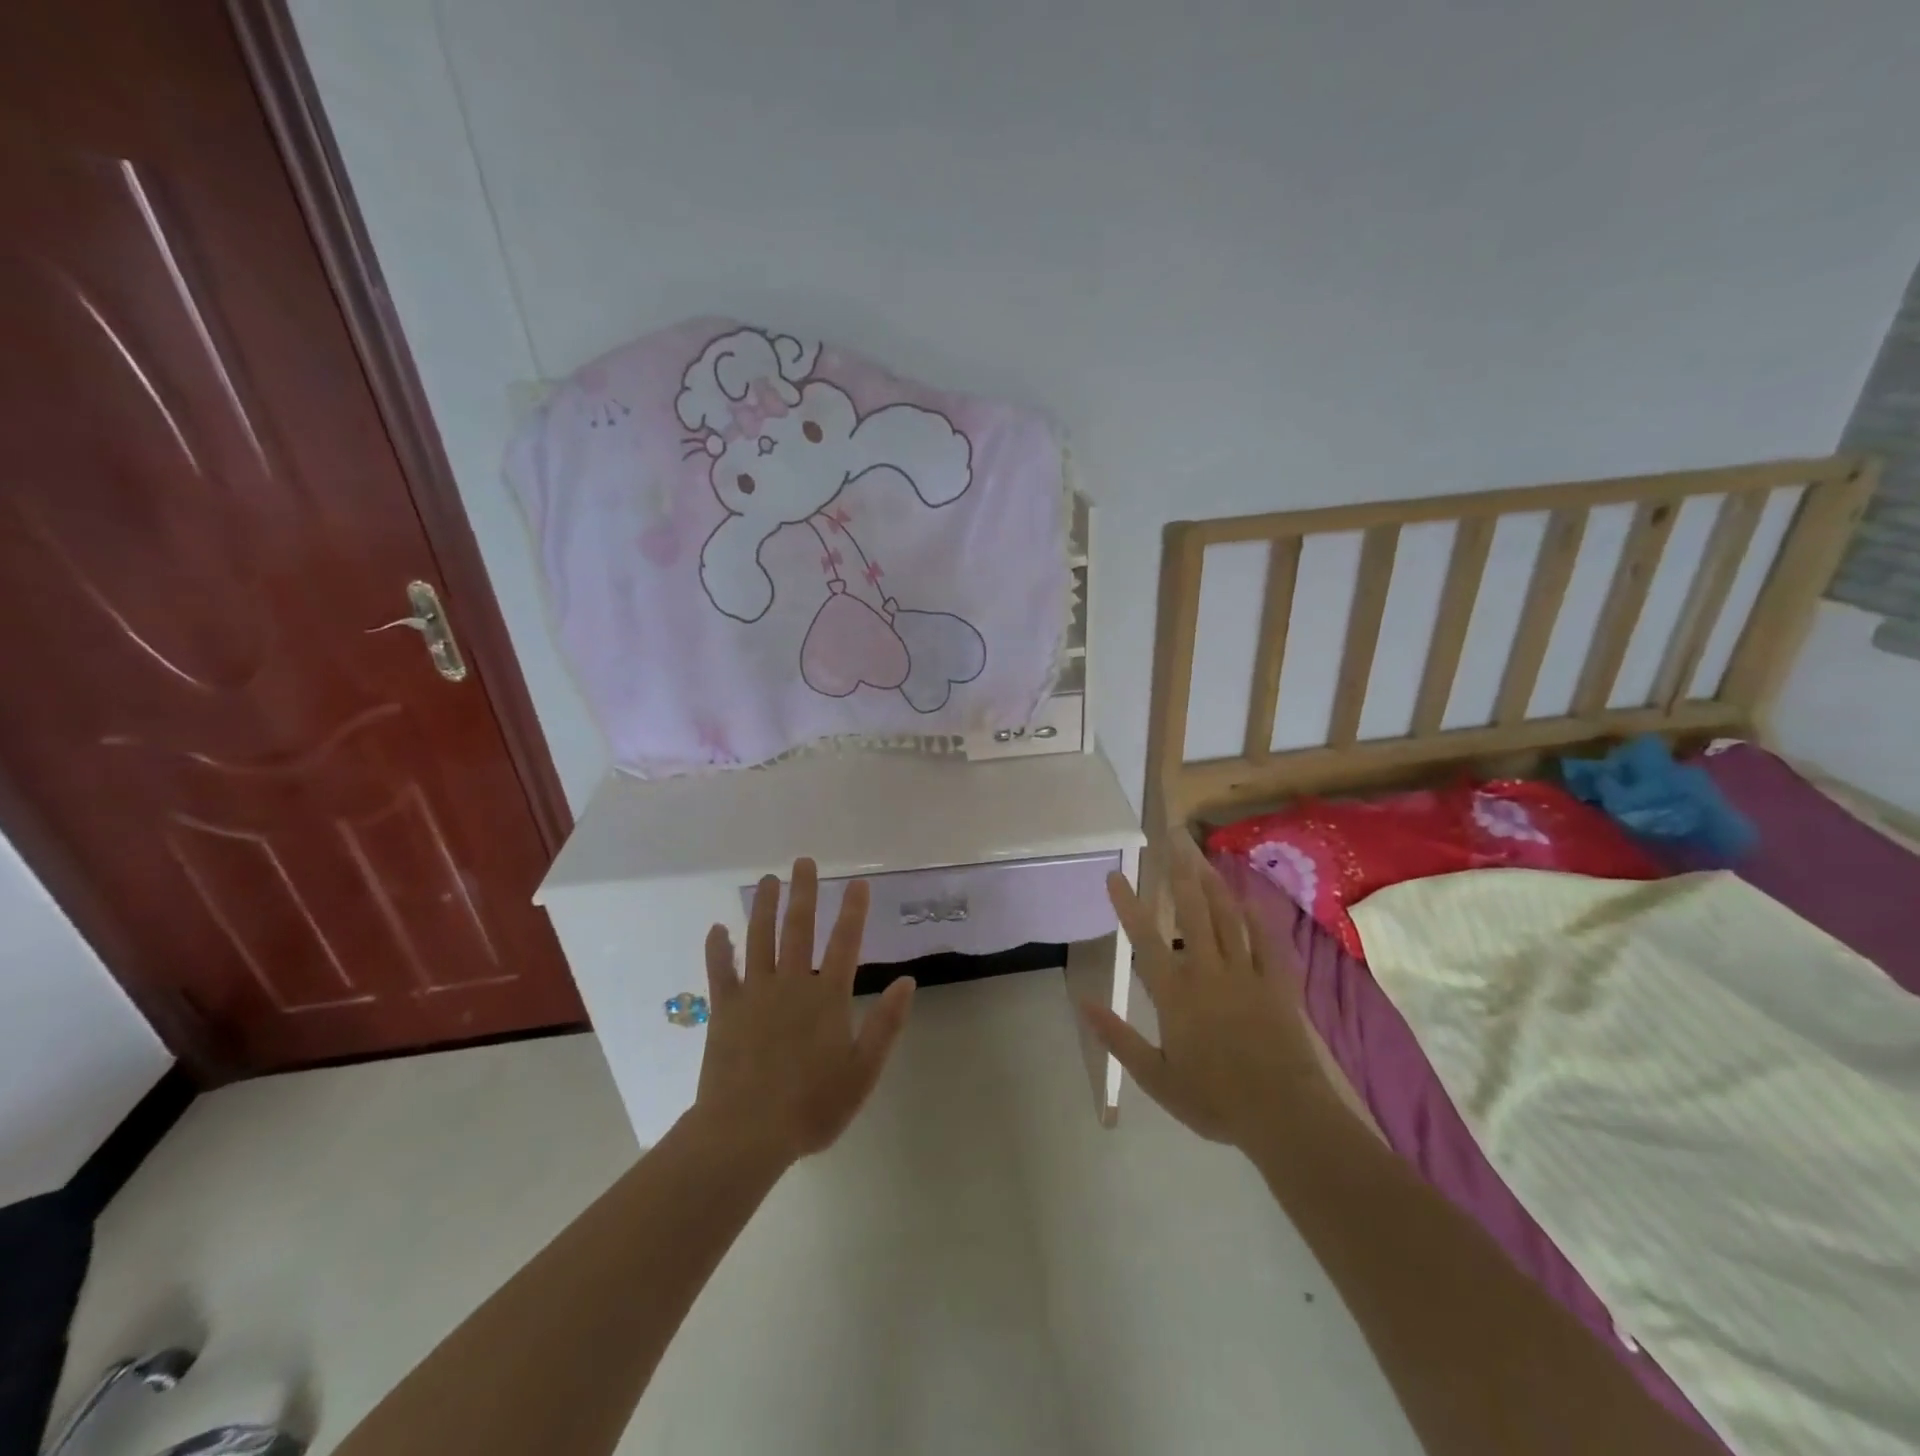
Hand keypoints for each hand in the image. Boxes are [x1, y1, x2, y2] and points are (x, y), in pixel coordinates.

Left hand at [693, 857, 914, 1166]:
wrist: (746, 1133)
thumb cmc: (811, 1106)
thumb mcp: (862, 1072)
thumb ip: (885, 1025)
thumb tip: (907, 982)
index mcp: (827, 997)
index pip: (846, 943)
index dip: (854, 911)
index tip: (858, 883)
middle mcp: (791, 984)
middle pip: (799, 928)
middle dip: (805, 893)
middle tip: (805, 862)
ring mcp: (754, 993)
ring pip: (760, 938)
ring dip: (765, 906)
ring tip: (769, 880)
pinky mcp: (725, 1009)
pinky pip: (720, 971)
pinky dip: (719, 948)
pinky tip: (717, 929)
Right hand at [1081, 839, 1331, 1150]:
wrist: (1284, 1117)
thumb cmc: (1214, 1100)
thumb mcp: (1155, 1077)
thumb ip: (1118, 1038)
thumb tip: (1083, 1003)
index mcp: (1175, 994)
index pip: (1145, 939)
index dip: (1128, 905)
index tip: (1115, 875)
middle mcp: (1208, 972)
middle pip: (1192, 913)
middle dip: (1179, 873)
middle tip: (1172, 839)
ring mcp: (1245, 975)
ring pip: (1227, 918)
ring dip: (1213, 884)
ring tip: (1201, 855)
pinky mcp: (1277, 984)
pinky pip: (1266, 941)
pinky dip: (1256, 916)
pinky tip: (1248, 897)